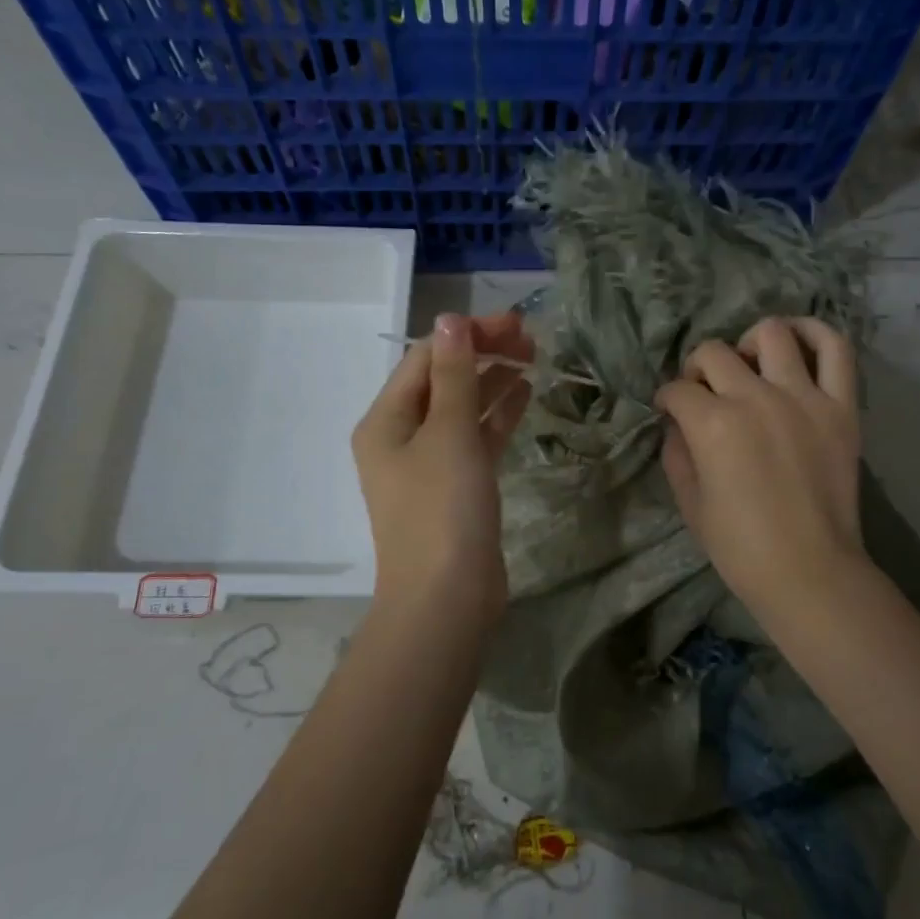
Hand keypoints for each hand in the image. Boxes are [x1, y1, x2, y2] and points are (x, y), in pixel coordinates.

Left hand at [352, 312, 533, 630]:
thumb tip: (452, 320)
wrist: (447, 599)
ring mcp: (428, 465)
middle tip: (531, 340)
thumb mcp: (449, 433)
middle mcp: (400, 438)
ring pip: (461, 409)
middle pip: (441, 381)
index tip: (514, 325)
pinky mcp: (455, 488)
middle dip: (482, 355)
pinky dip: (497, 417)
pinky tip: (524, 396)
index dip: (467, 335)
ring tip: (533, 360)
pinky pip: (475, 440)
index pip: (425, 359)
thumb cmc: (442, 509)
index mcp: (385, 421)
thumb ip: (453, 375)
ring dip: (492, 382)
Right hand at [655, 317, 863, 620]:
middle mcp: (755, 398)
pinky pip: (835, 349)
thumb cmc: (740, 546)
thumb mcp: (689, 502)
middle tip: (704, 391)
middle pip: (714, 353)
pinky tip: (797, 341)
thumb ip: (676, 452)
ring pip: (771, 334)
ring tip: (750, 365)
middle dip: (697, 369)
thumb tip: (677, 423)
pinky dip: (815, 334)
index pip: (677, 389)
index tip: (670, 411)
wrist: (808, 571)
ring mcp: (803, 397)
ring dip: (749, 343)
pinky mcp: (841, 406)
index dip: (667, 399)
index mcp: (712, 424)